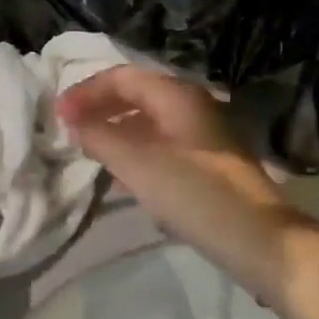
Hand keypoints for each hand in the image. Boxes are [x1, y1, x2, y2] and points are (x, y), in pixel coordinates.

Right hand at [57, 65, 315, 290]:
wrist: (260, 241)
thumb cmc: (195, 194)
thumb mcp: (138, 165)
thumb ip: (100, 137)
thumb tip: (73, 120)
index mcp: (177, 96)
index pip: (122, 77)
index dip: (87, 91)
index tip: (58, 115)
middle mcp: (192, 107)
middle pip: (137, 96)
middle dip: (101, 109)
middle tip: (70, 129)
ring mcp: (204, 136)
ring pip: (149, 122)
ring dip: (117, 131)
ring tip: (89, 152)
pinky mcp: (209, 165)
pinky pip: (162, 146)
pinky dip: (136, 153)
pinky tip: (122, 178)